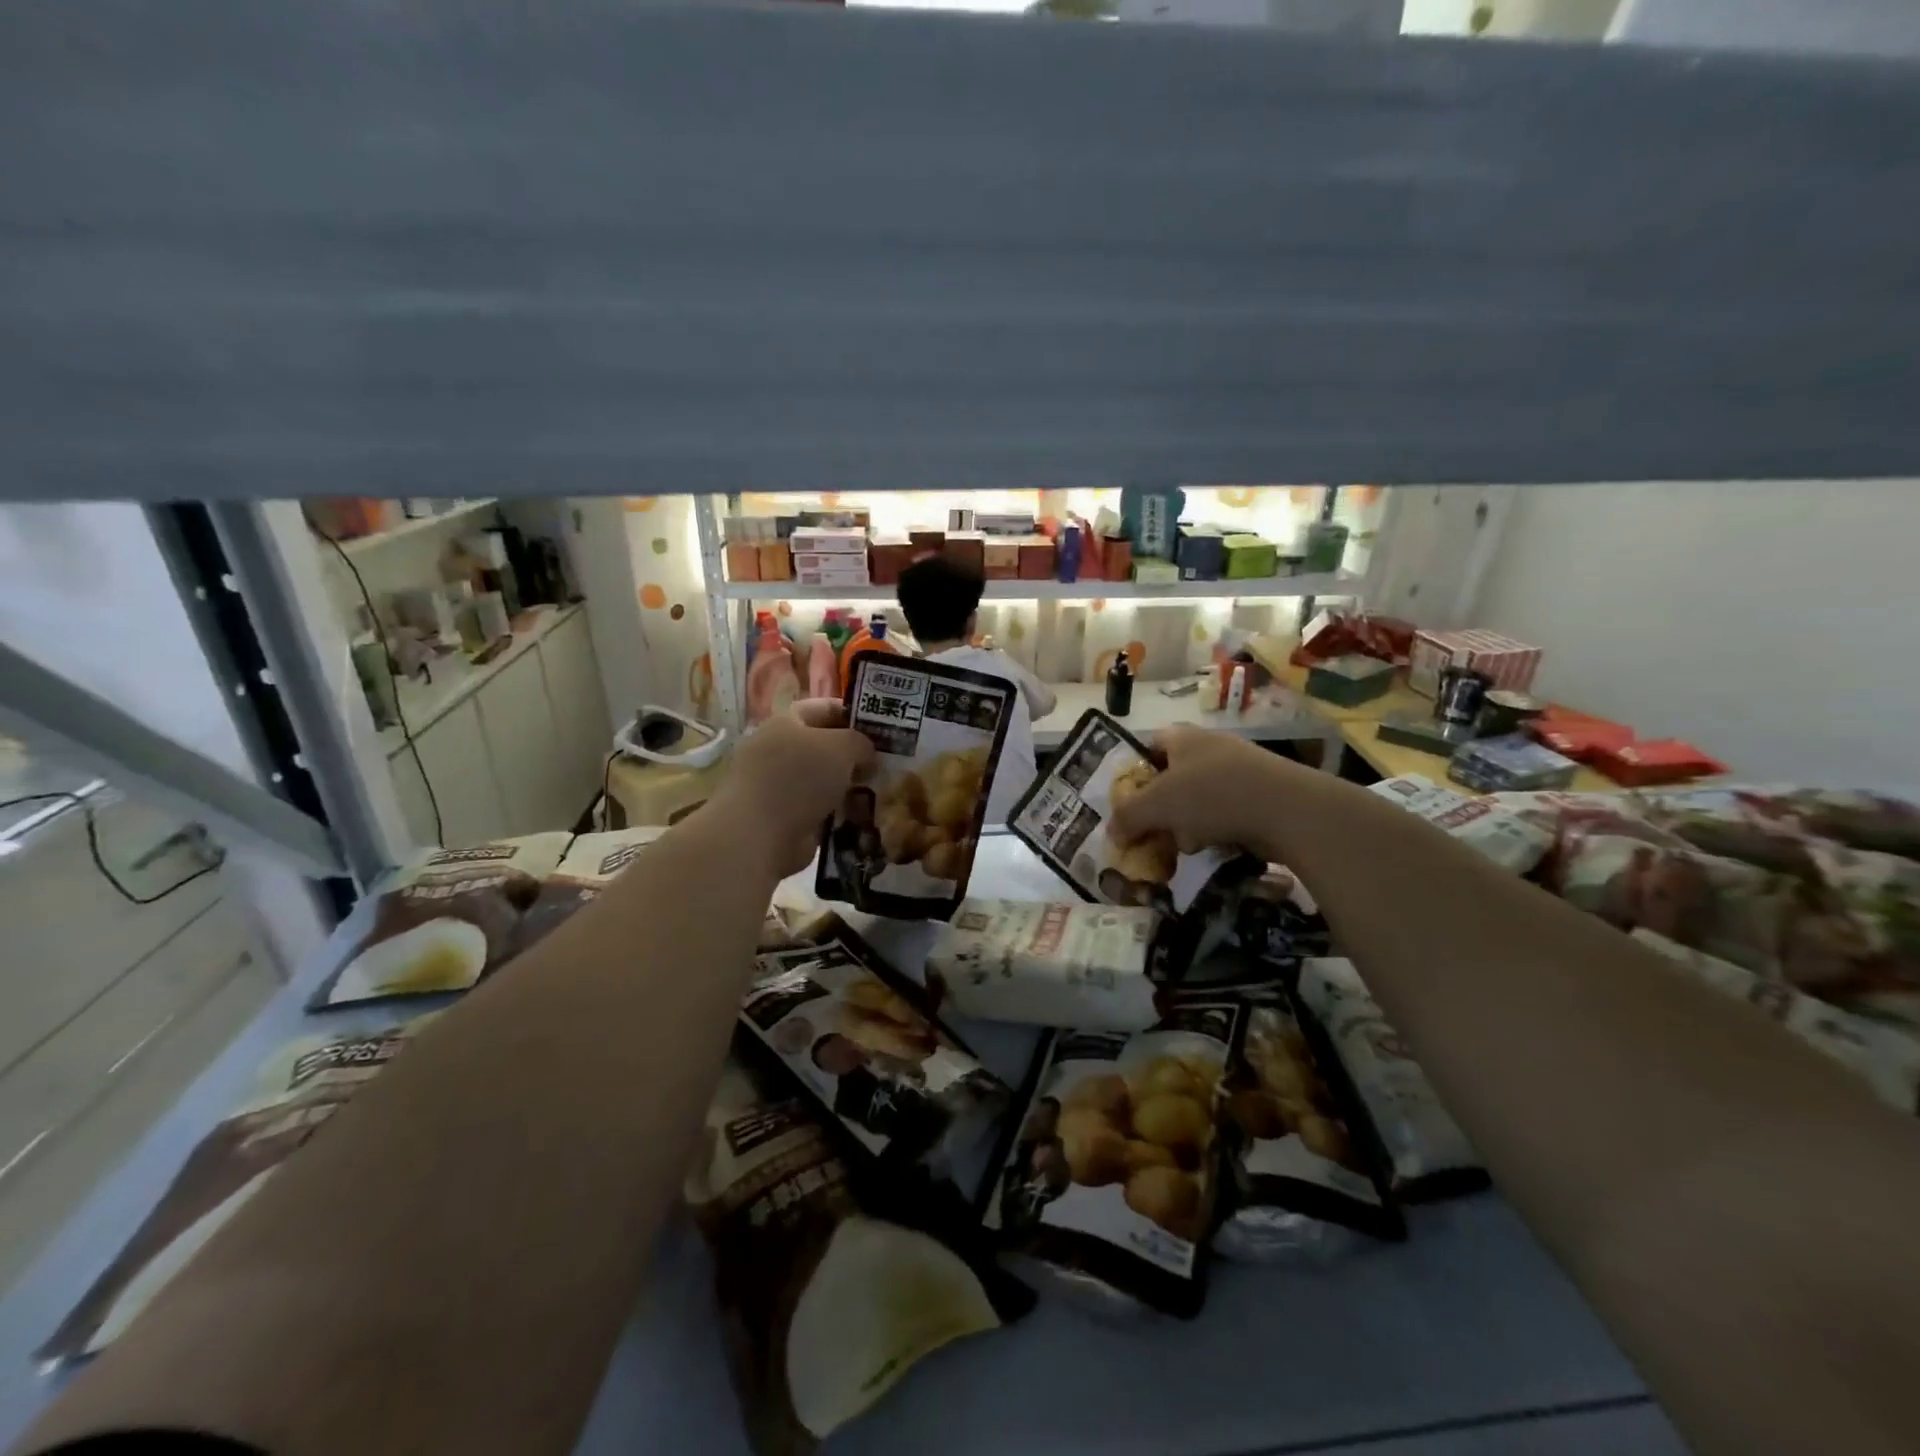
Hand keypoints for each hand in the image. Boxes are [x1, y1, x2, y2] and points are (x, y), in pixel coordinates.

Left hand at [713, 700, 875, 876]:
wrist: (759, 835)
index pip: (822, 708)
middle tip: (885, 763)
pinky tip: (863, 816)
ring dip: (849, 786)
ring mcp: (777, 786)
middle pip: (823, 746)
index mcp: (784, 723)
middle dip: (853, 755)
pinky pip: (819, 809)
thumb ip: (860, 742)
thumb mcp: (842, 747)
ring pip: (823, 780)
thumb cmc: (799, 778)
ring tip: (880, 792)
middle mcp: (777, 751)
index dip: (852, 713)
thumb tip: (866, 754)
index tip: (880, 727)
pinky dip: (839, 812)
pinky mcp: (782, 818)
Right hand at [1109, 725, 1309, 860]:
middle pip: (1172, 777)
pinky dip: (1214, 829)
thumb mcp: (1156, 806)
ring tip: (1184, 844)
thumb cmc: (1211, 795)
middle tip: (1151, 829)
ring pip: (1197, 799)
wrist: (1287, 810)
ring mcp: (1239, 770)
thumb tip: (1112, 832)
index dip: (1133, 770)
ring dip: (1186, 823)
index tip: (1127, 800)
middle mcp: (1210, 746)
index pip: (1148, 745)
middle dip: (1160, 807)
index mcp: (1182, 737)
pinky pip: (1224, 812)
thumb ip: (1127, 817)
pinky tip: (1213, 846)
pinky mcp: (1260, 794)